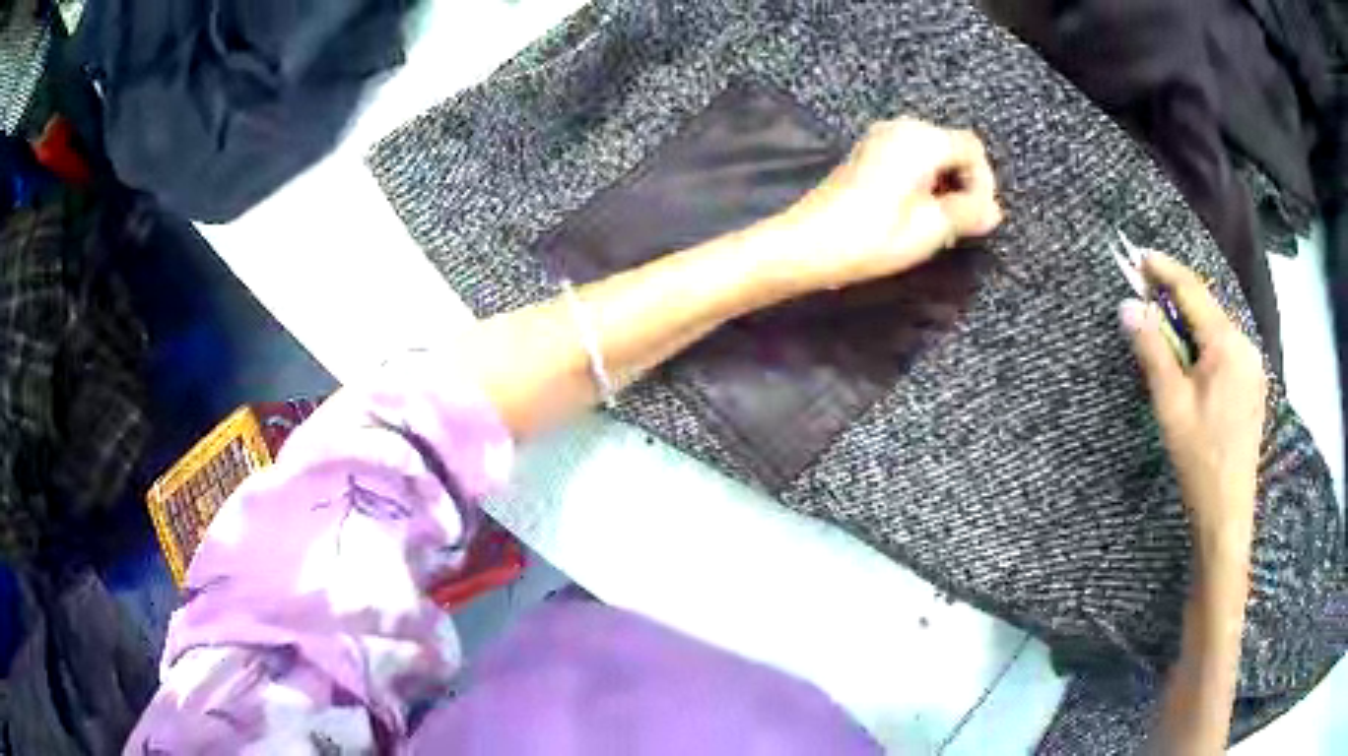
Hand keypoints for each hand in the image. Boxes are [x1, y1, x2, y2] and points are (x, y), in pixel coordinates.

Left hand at [760, 118, 1002, 294]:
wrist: (806, 243)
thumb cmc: (872, 237)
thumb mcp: (930, 229)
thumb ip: (967, 213)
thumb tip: (993, 210)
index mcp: (920, 139)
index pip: (972, 149)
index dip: (983, 184)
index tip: (977, 219)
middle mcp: (901, 127)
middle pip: (952, 147)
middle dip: (964, 184)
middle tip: (960, 224)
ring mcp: (880, 137)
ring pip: (932, 154)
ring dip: (944, 185)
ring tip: (939, 224)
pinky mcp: (867, 153)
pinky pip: (910, 158)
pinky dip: (923, 181)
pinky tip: (916, 213)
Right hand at [1120, 252, 1265, 555]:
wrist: (1227, 512)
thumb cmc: (1199, 459)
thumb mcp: (1170, 404)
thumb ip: (1152, 350)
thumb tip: (1128, 306)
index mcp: (1226, 344)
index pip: (1192, 290)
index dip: (1163, 269)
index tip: (1137, 256)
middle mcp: (1245, 344)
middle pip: (1207, 307)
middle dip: (1176, 299)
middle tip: (1145, 300)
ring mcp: (1253, 365)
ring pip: (1217, 329)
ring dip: (1190, 325)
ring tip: (1166, 338)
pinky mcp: (1253, 384)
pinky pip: (1227, 349)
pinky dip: (1205, 346)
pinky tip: (1192, 367)